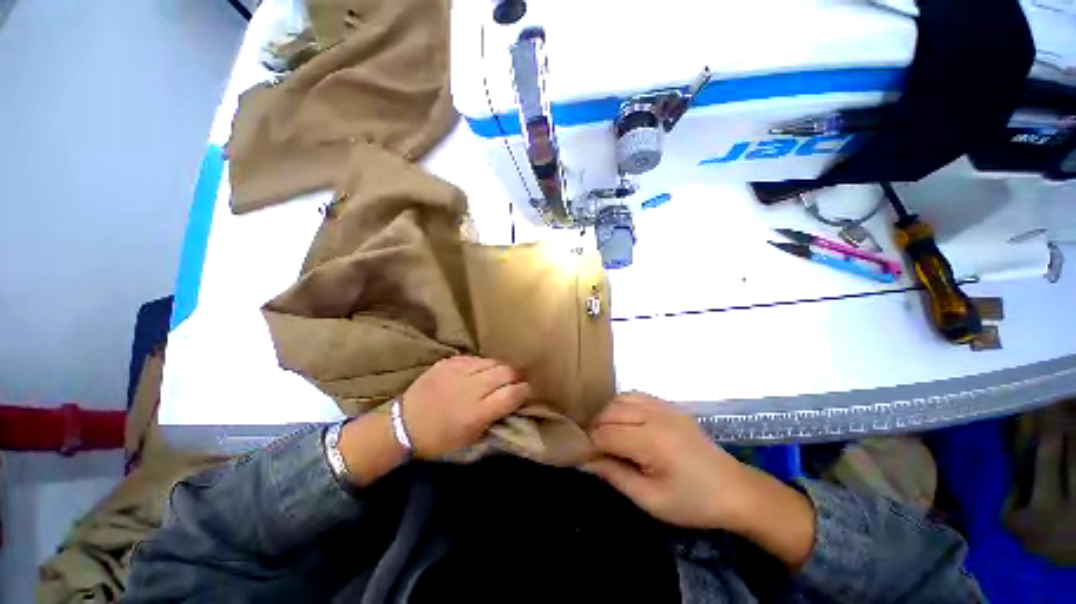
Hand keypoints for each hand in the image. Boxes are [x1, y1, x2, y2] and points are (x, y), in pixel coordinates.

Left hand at [401, 356, 531, 458]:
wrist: (402, 425)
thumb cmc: (439, 440)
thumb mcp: (470, 440)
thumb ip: (494, 419)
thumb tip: (512, 403)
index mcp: (477, 413)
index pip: (512, 394)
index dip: (524, 391)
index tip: (526, 391)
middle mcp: (470, 388)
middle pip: (506, 372)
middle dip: (515, 377)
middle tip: (514, 382)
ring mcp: (458, 371)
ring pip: (492, 361)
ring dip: (499, 369)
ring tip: (498, 375)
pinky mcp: (448, 362)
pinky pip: (475, 358)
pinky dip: (482, 365)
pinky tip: (479, 372)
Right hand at [584, 393, 750, 528]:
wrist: (734, 489)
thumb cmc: (692, 501)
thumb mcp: (650, 499)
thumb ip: (614, 475)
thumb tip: (583, 460)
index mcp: (651, 441)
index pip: (604, 434)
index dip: (588, 444)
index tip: (581, 456)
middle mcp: (654, 415)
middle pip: (608, 411)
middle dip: (594, 428)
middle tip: (591, 448)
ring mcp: (662, 405)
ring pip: (619, 399)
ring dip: (605, 414)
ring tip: (604, 434)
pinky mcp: (667, 404)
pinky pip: (634, 395)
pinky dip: (621, 404)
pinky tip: (621, 420)